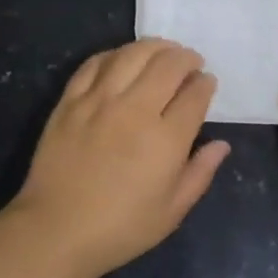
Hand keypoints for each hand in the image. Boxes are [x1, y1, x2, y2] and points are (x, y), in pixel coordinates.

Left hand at [8, 39, 230, 277]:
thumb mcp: (172, 211)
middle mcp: (135, 110)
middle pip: (168, 65)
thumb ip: (200, 173)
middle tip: (190, 62)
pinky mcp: (70, 100)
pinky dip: (114, 54)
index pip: (195, 95)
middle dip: (186, 58)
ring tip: (163, 50)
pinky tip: (123, 58)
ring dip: (154, 46)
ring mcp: (99, 101)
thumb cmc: (120, 229)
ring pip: (132, 54)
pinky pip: (94, 63)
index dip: (205, 84)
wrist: (56, 230)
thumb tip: (221, 144)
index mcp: (166, 139)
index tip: (207, 82)